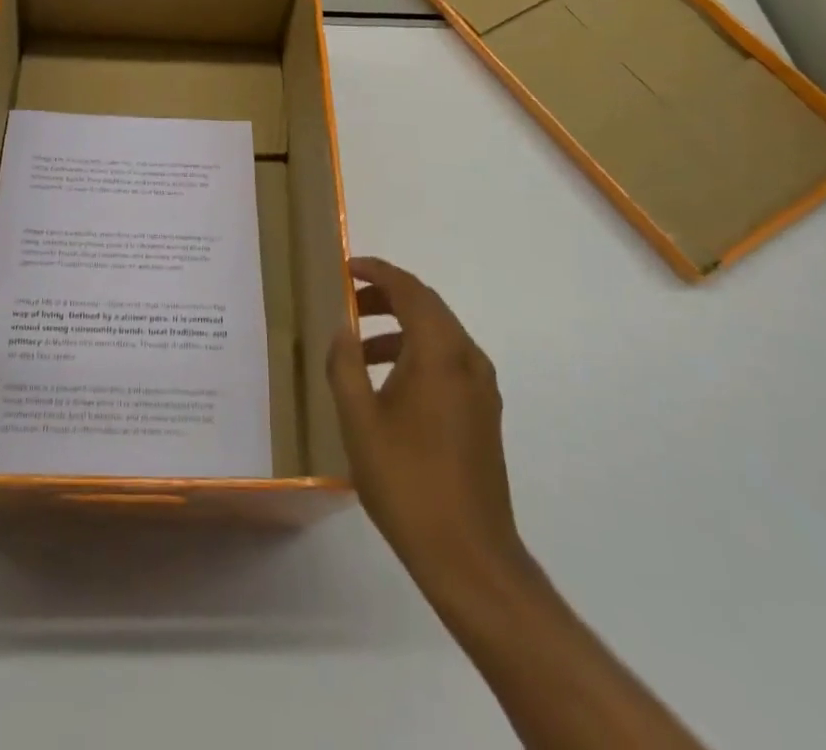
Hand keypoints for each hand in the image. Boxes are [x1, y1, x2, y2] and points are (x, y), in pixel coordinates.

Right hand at [327, 257, 528, 590]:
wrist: (469, 556)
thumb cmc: (407, 481)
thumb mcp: (359, 420)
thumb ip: (345, 365)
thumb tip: (342, 329)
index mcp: (440, 353)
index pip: (409, 290)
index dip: (377, 272)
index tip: (347, 268)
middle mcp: (468, 359)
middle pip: (427, 306)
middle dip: (386, 297)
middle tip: (347, 302)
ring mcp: (481, 388)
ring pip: (438, 335)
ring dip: (399, 328)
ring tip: (358, 349)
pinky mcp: (483, 413)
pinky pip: (448, 362)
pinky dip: (416, 354)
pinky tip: (387, 385)